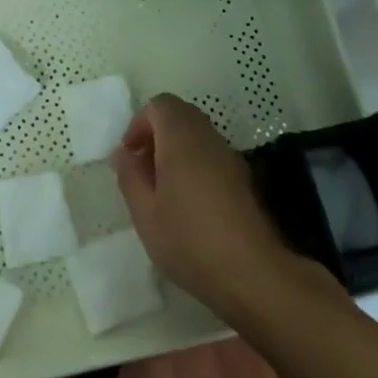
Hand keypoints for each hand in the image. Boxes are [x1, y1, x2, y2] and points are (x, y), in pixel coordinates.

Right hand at [112, 94, 301, 320]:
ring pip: (198, 135)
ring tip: (163, 189)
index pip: (160, 105)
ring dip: (177, 149)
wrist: (253, 273)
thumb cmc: (190, 240)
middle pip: (180, 115)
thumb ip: (131, 177)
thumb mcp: (146, 214)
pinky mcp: (244, 178)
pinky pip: (212, 155)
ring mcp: (230, 156)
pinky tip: (189, 203)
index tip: (130, 154)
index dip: (140, 123)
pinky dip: (195, 164)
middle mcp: (208, 137)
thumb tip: (123, 153)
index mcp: (181, 138)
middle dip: (158, 134)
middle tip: (144, 168)